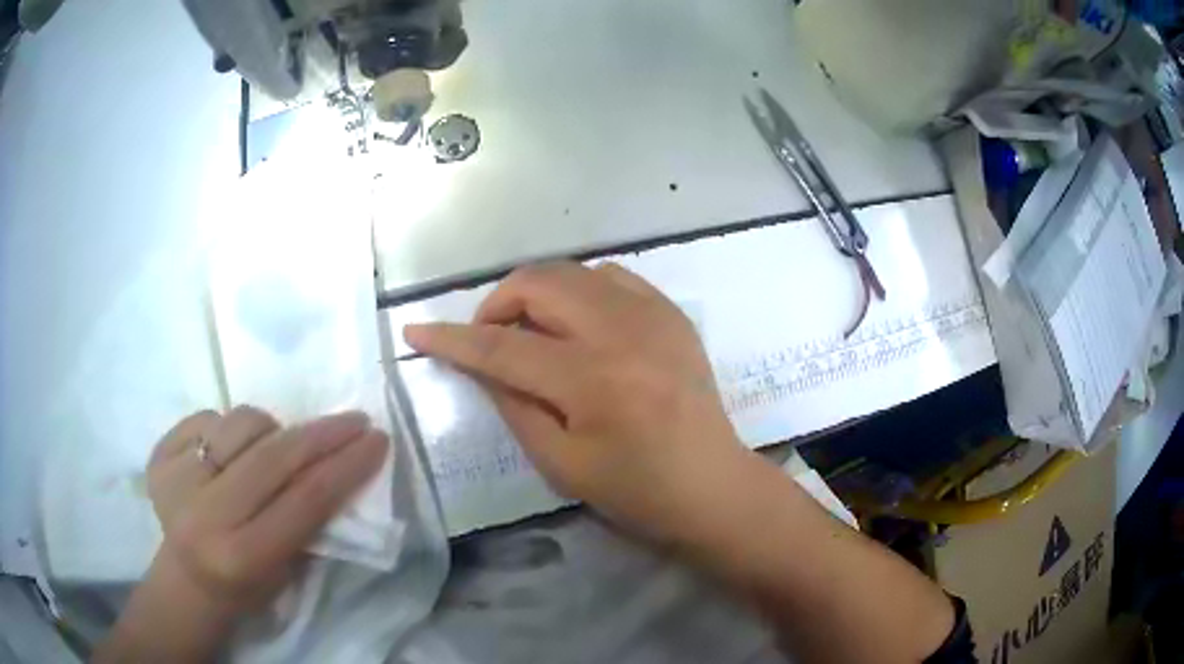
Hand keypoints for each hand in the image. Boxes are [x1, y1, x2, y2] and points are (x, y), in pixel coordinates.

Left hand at [97, 407, 387, 662]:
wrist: (187, 579)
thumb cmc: (247, 585)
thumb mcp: (288, 569)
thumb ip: (312, 520)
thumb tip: (340, 464)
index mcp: (244, 555)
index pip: (305, 499)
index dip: (347, 465)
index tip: (377, 439)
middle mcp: (206, 515)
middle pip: (274, 457)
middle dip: (322, 433)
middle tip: (353, 420)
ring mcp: (176, 480)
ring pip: (240, 423)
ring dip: (270, 429)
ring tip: (274, 447)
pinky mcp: (159, 456)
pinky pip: (207, 416)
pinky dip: (229, 428)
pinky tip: (230, 453)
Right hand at [403, 261, 745, 541]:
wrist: (712, 485)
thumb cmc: (636, 491)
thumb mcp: (560, 463)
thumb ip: (513, 405)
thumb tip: (481, 363)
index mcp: (592, 380)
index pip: (502, 346)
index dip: (452, 339)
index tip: (417, 331)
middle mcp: (623, 331)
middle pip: (537, 283)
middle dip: (496, 303)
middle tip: (489, 337)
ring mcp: (653, 314)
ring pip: (572, 271)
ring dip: (537, 293)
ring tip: (532, 331)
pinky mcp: (671, 312)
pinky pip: (611, 277)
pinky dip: (579, 291)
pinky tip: (579, 324)